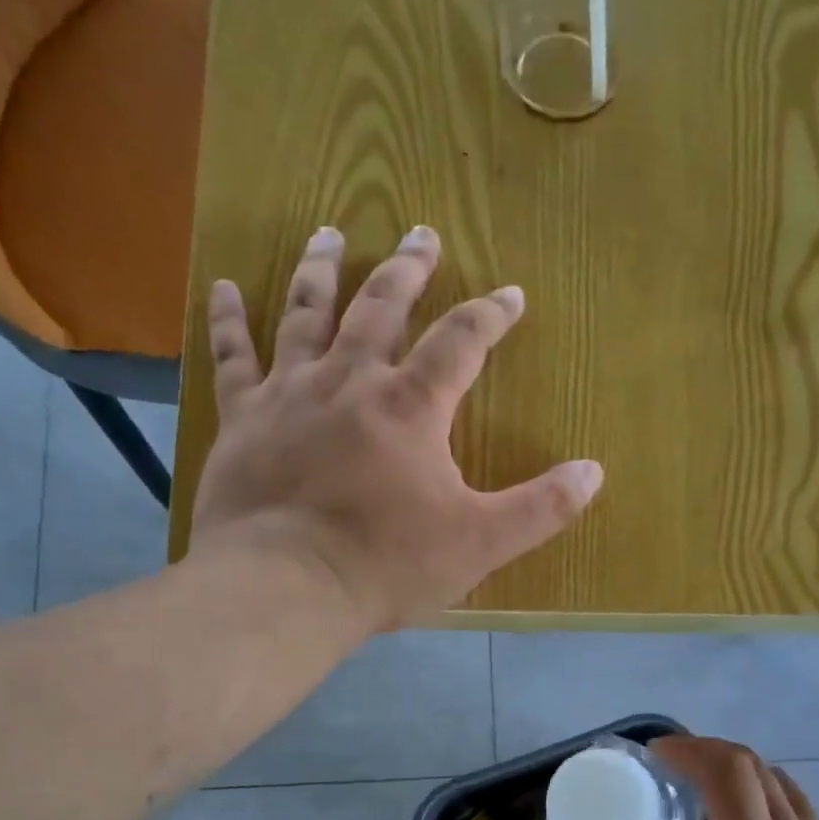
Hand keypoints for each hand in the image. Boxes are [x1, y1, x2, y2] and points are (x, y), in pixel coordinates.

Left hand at [188, 225, 603, 631]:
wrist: (285, 587)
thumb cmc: (387, 564)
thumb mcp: (480, 543)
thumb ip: (540, 507)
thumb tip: (594, 472)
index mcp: (411, 407)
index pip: (460, 342)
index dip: (490, 315)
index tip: (511, 294)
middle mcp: (349, 381)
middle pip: (381, 307)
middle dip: (407, 270)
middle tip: (421, 234)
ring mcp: (289, 394)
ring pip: (306, 314)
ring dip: (321, 271)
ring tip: (330, 233)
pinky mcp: (242, 420)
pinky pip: (232, 356)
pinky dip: (228, 320)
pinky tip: (224, 286)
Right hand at [591, 736, 818, 819]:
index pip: (727, 771)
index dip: (689, 749)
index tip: (655, 755)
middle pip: (754, 765)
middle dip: (708, 751)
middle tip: (671, 767)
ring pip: (781, 782)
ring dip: (740, 770)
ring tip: (706, 790)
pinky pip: (800, 807)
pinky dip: (766, 794)